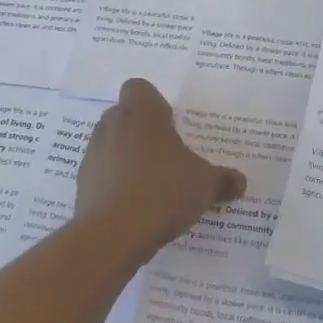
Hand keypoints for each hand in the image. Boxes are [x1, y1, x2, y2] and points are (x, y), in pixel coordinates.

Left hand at [75, 79, 246, 258]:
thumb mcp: (205, 184)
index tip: (171, 124)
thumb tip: (240, 181)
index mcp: (142, 113)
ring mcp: (93, 154)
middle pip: (124, 115)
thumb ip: (223, 179)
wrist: (113, 234)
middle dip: (143, 131)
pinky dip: (114, 182)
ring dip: (127, 156)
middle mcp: (112, 125)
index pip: (139, 88)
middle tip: (166, 154)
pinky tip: (134, 205)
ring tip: (151, 183)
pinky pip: (102, 173)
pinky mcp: (82, 183)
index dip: (154, 103)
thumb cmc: (163, 191)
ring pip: (111, 143)